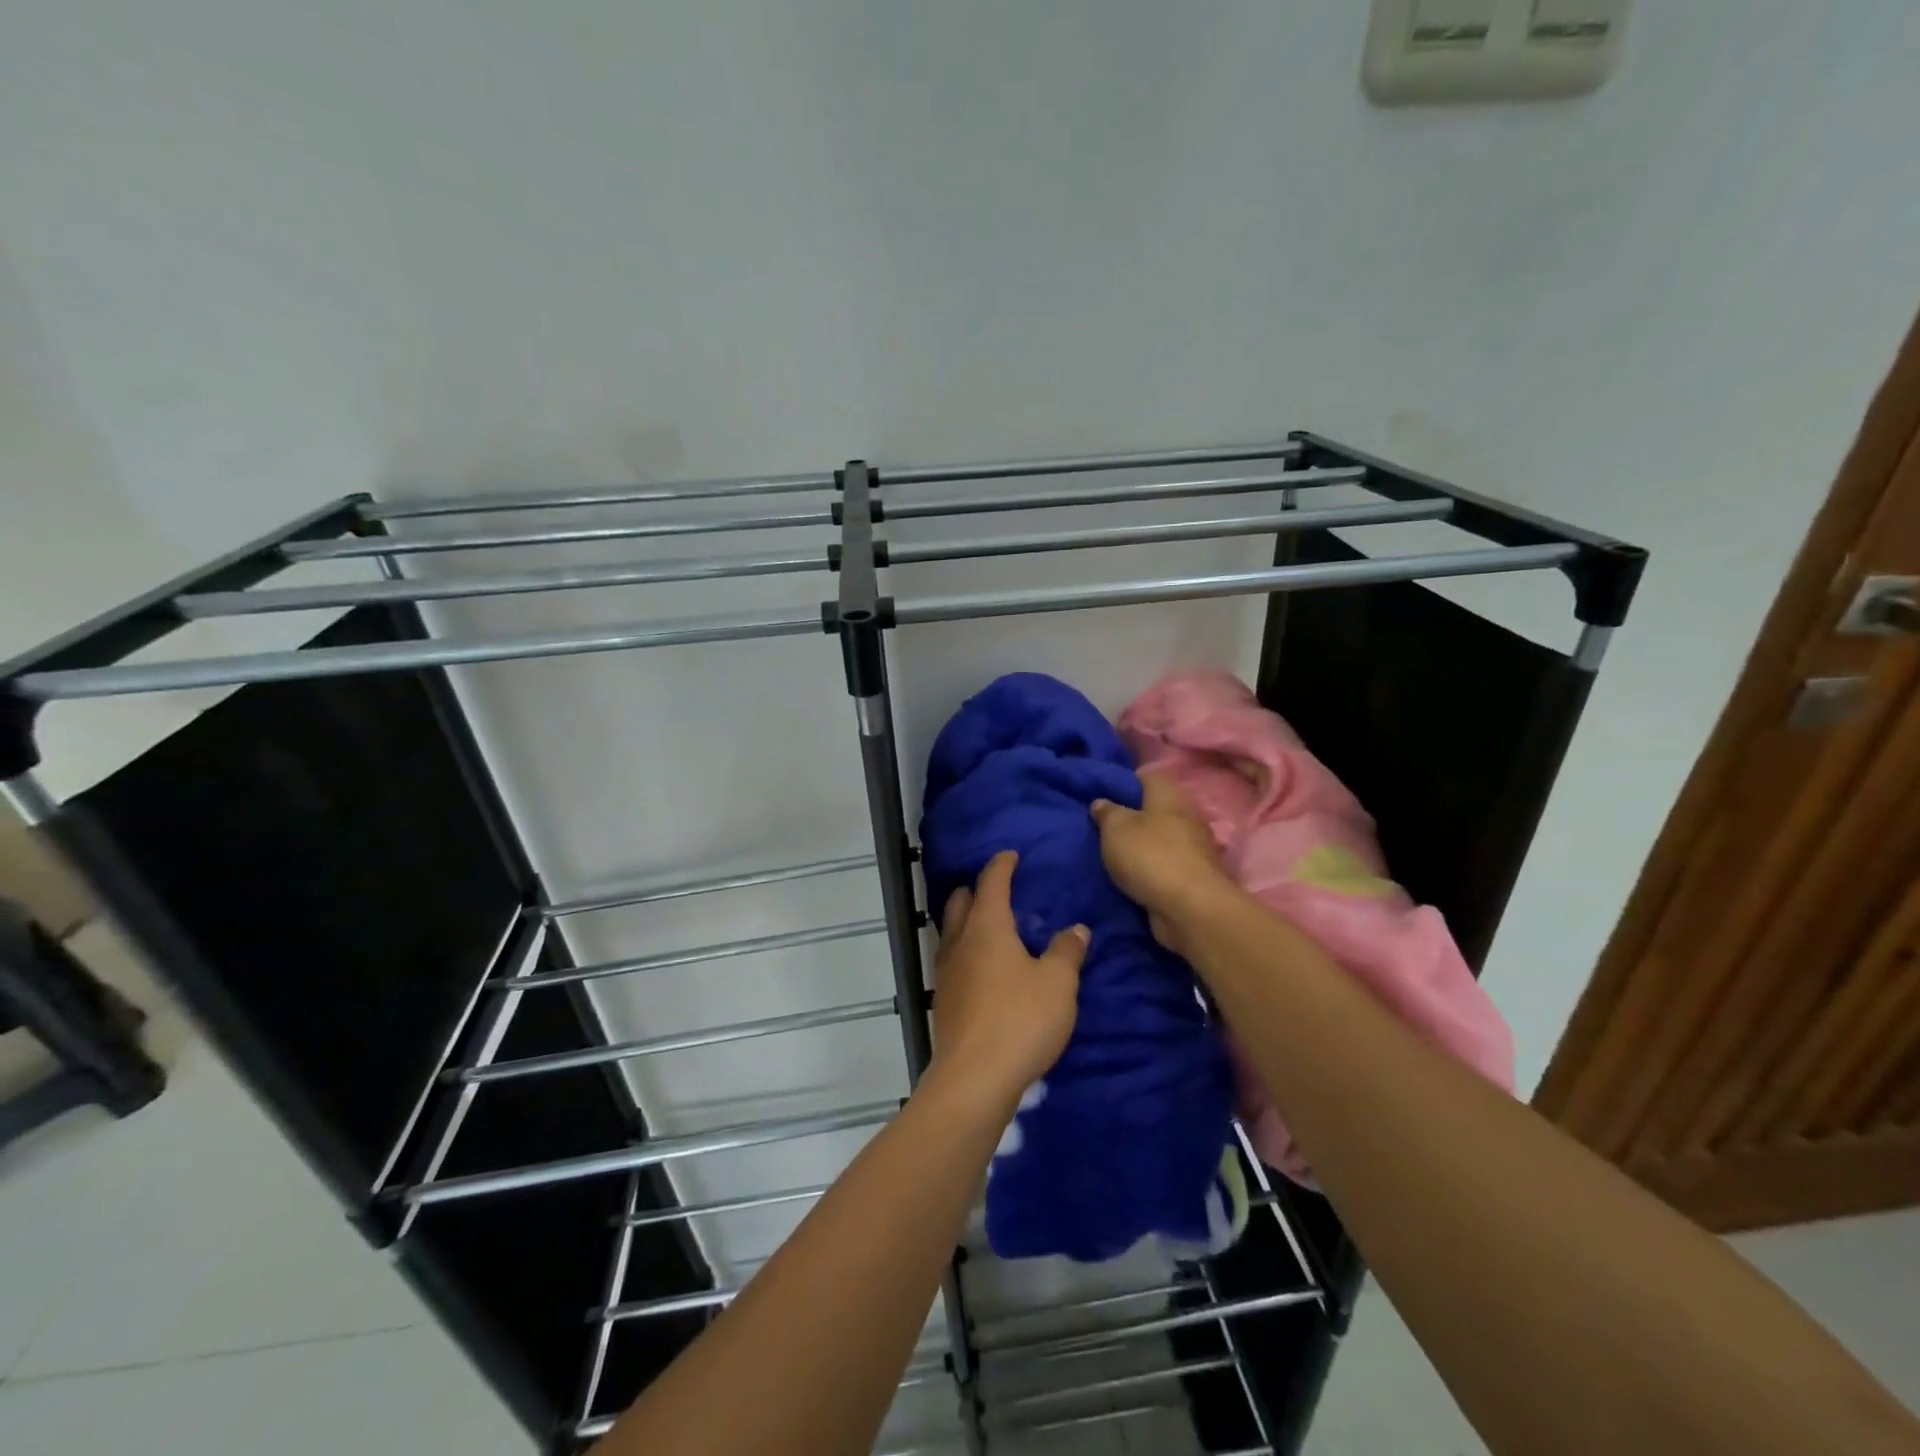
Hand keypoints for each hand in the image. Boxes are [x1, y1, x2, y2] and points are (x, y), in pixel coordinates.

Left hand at [929, 850, 1087, 1106]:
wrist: (974, 1078)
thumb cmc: (1020, 1020)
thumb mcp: (1058, 984)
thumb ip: (1067, 951)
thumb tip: (1076, 929)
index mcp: (987, 926)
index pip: (991, 882)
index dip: (1002, 865)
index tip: (1012, 855)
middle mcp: (960, 941)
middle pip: (961, 901)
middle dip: (978, 889)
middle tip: (1000, 890)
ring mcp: (946, 972)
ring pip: (952, 930)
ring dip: (968, 920)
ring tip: (993, 926)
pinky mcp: (944, 1000)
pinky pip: (953, 959)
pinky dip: (967, 950)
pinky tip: (985, 968)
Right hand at [1090, 774, 1232, 955]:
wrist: (1189, 908)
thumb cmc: (1150, 856)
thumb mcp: (1115, 828)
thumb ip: (1107, 812)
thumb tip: (1102, 802)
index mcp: (1169, 796)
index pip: (1145, 778)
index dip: (1122, 783)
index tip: (1101, 795)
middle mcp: (1186, 816)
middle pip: (1154, 809)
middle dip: (1131, 818)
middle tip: (1102, 828)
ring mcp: (1194, 848)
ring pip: (1161, 839)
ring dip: (1141, 846)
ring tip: (1113, 854)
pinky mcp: (1194, 877)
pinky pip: (1166, 866)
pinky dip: (1150, 869)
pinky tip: (1131, 876)